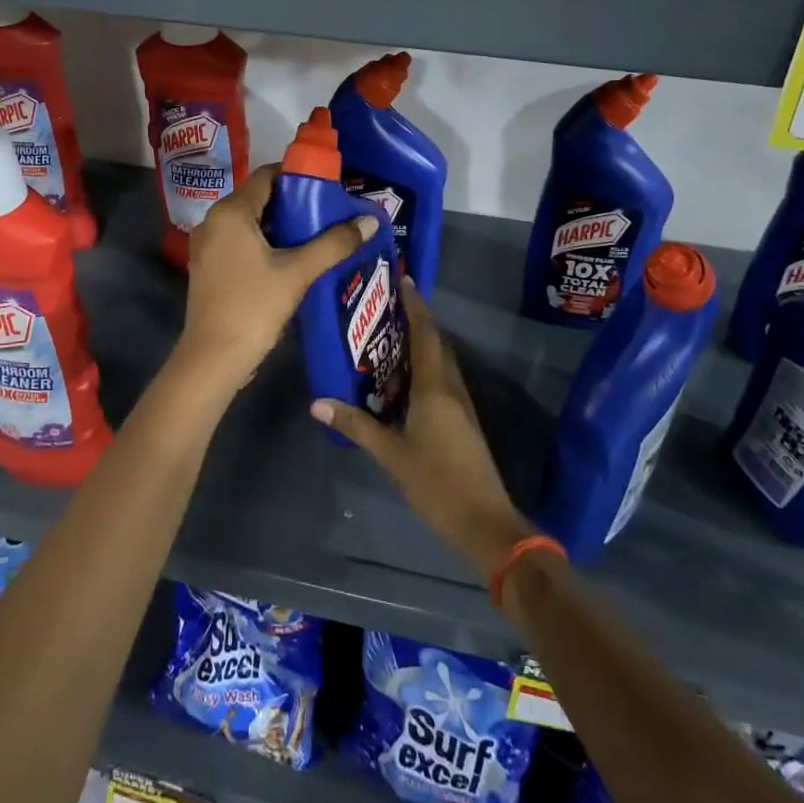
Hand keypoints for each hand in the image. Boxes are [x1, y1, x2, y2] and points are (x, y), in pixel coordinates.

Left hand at [174, 164, 378, 394]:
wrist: (213, 358)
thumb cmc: (254, 307)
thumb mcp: (299, 272)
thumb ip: (334, 243)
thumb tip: (371, 221)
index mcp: (231, 212)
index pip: (267, 176)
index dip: (299, 176)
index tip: (330, 186)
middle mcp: (213, 221)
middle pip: (260, 199)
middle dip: (295, 203)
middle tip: (331, 212)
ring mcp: (208, 246)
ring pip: (251, 223)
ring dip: (282, 226)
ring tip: (318, 234)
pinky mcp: (209, 268)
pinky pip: (241, 243)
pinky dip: (266, 244)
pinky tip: (293, 259)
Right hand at [313, 279, 534, 579]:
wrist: (485, 522)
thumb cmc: (436, 483)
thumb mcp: (391, 455)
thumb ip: (357, 426)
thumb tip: (318, 402)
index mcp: (435, 388)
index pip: (425, 335)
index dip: (415, 306)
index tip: (403, 280)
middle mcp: (451, 388)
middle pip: (436, 344)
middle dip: (417, 320)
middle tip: (388, 306)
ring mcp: (461, 406)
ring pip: (441, 363)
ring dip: (422, 345)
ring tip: (390, 337)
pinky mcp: (463, 422)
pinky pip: (442, 382)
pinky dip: (424, 370)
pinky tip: (403, 382)